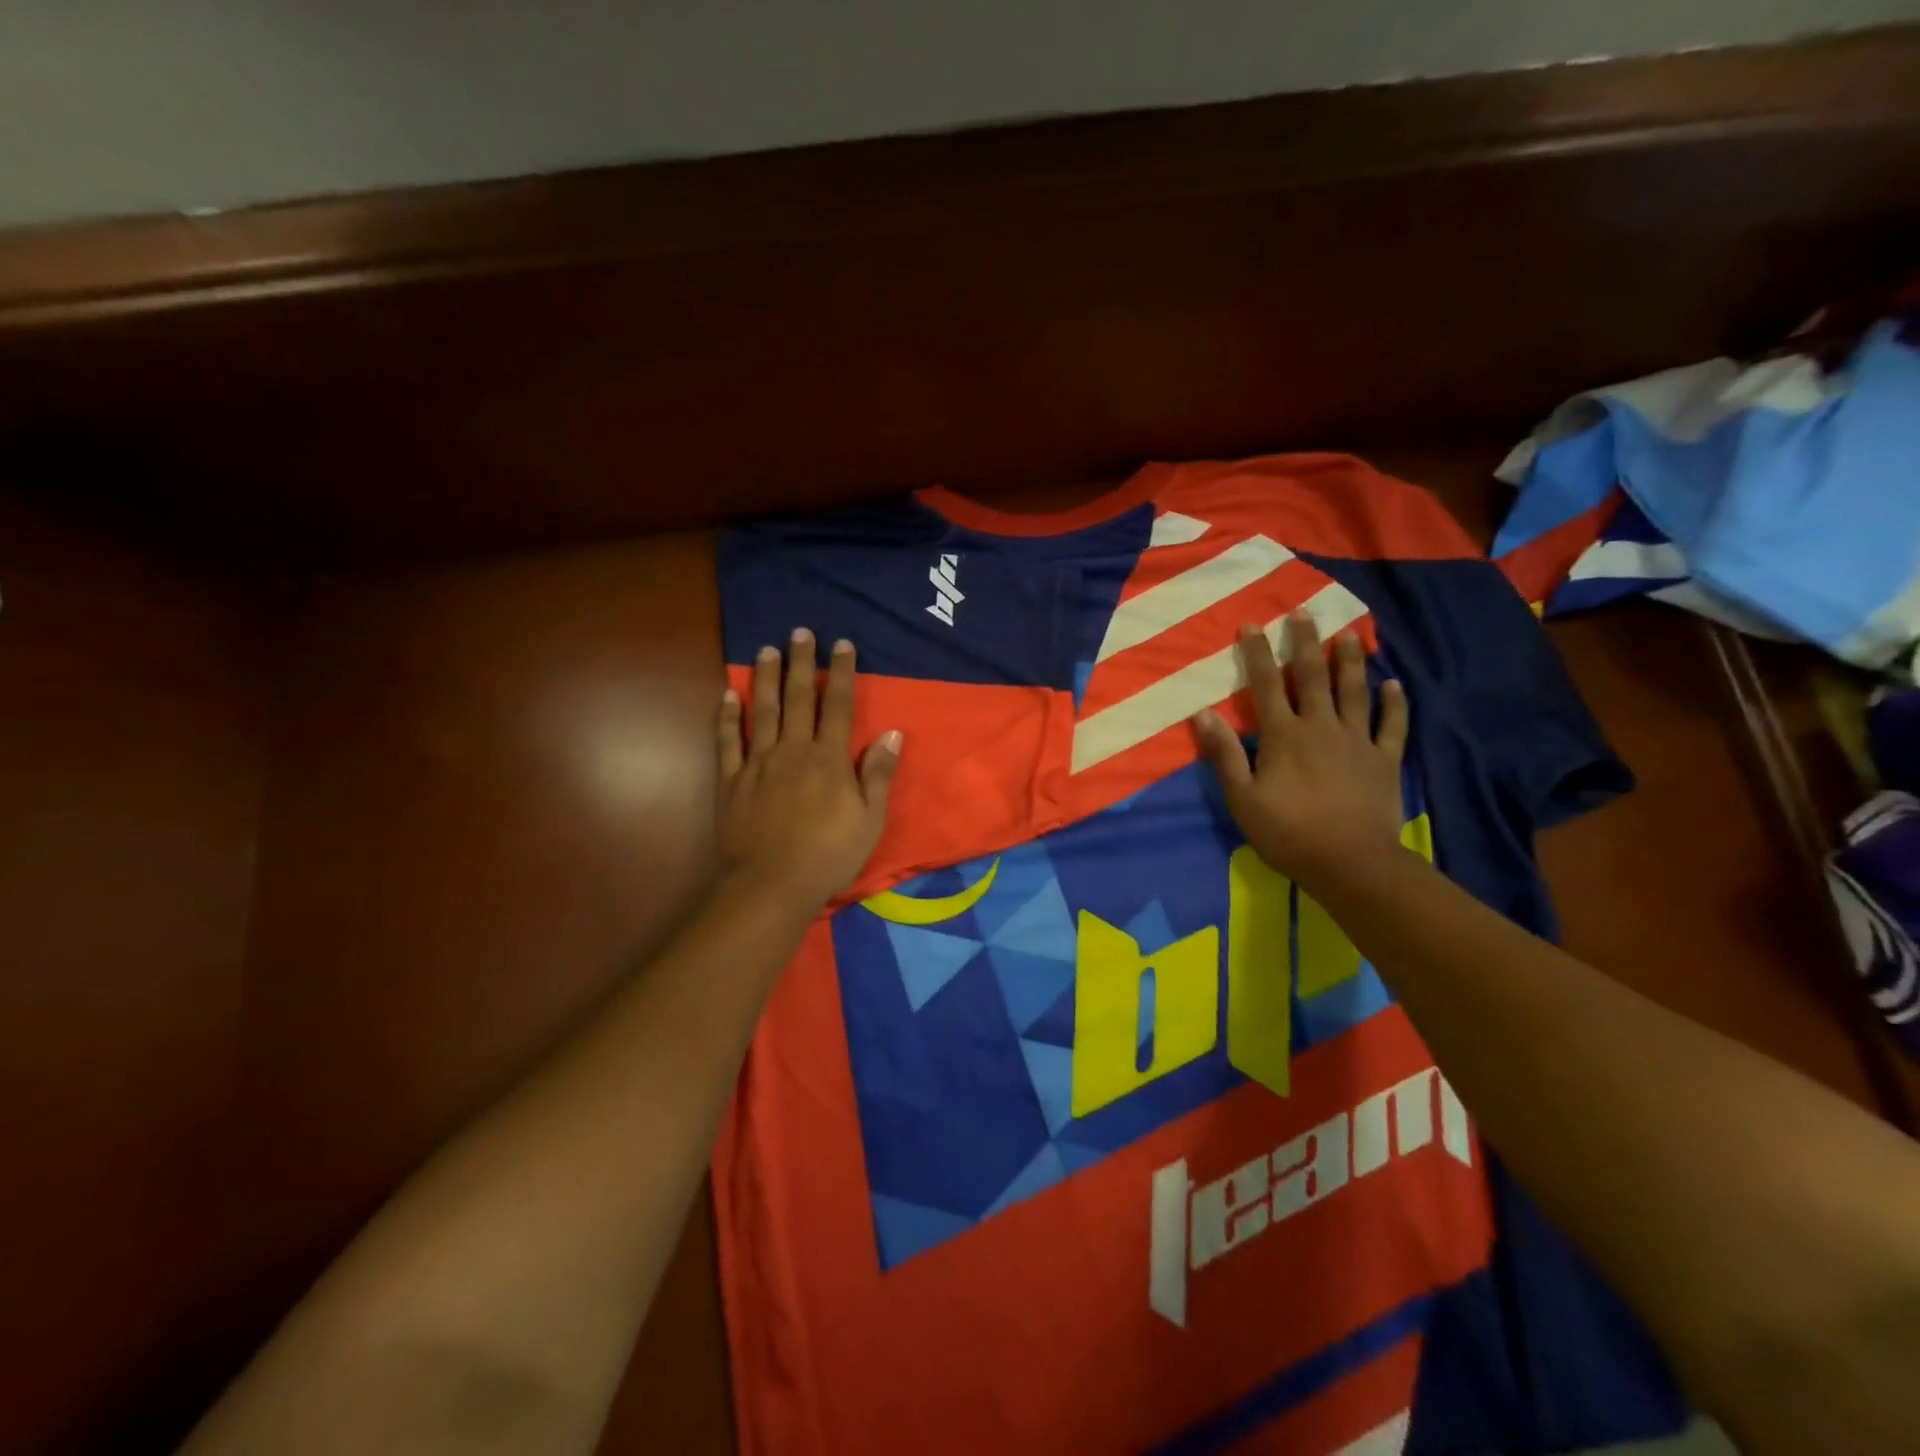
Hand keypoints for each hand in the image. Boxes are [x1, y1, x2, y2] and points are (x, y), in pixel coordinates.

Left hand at [716, 628, 900, 913]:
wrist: (770, 885)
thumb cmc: (828, 855)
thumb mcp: (869, 820)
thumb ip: (879, 774)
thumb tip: (893, 734)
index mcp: (829, 759)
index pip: (839, 706)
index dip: (841, 673)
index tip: (841, 644)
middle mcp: (793, 750)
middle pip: (799, 698)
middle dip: (802, 663)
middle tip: (800, 632)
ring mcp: (758, 763)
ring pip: (762, 710)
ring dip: (766, 677)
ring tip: (767, 649)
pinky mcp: (730, 780)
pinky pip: (727, 741)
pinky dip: (727, 716)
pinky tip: (728, 694)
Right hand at [1192, 611, 1409, 893]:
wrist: (1350, 863)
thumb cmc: (1288, 832)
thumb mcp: (1242, 797)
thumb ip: (1225, 754)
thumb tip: (1204, 713)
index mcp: (1284, 735)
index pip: (1265, 685)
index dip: (1256, 653)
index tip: (1251, 624)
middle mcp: (1321, 726)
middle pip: (1312, 676)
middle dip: (1305, 642)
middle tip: (1303, 611)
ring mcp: (1357, 741)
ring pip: (1354, 691)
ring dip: (1351, 661)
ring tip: (1350, 633)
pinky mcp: (1384, 759)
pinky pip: (1391, 725)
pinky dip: (1394, 703)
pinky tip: (1394, 683)